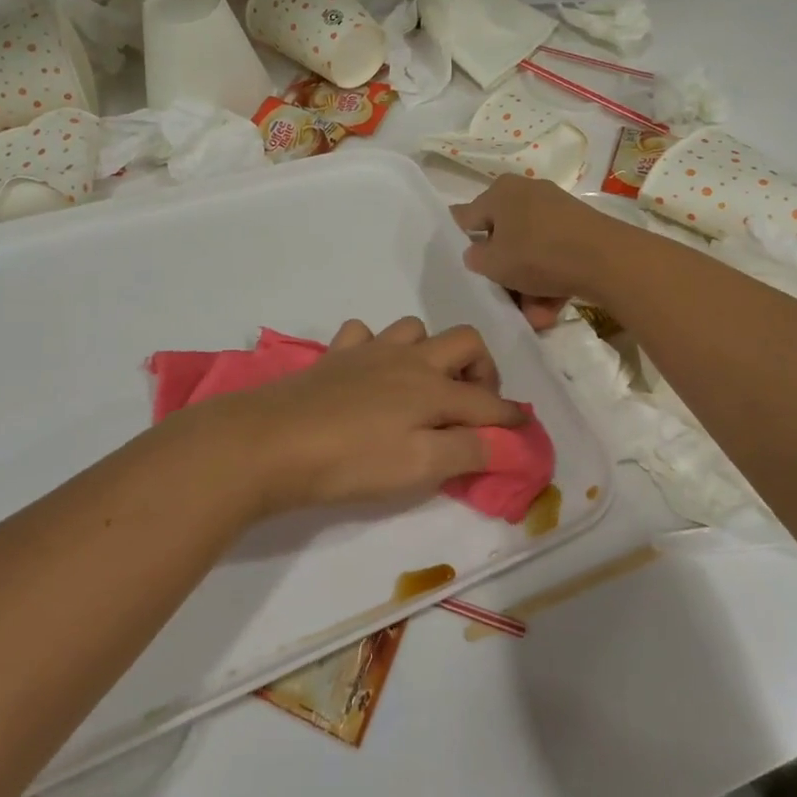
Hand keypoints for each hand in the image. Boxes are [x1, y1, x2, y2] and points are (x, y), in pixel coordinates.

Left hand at [197, 317, 524, 515]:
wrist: (271, 442)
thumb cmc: (351, 461)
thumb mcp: (418, 467)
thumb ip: (466, 451)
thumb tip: (504, 441)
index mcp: (433, 388)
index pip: (487, 402)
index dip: (510, 418)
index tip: (524, 431)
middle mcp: (409, 359)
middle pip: (464, 341)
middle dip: (482, 369)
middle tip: (474, 404)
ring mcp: (369, 351)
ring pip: (415, 329)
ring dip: (430, 353)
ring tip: (423, 388)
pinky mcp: (335, 355)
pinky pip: (364, 335)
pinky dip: (376, 348)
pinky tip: (370, 373)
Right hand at [451, 176, 627, 327]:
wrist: (607, 259)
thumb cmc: (537, 254)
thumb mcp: (493, 263)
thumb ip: (475, 258)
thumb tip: (477, 253)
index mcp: (500, 192)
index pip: (468, 216)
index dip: (460, 240)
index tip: (461, 263)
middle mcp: (527, 194)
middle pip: (503, 239)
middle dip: (504, 275)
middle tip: (503, 299)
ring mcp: (556, 211)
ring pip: (531, 253)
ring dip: (528, 288)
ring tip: (535, 317)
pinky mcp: (580, 230)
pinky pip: (554, 257)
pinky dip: (550, 282)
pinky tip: (551, 311)